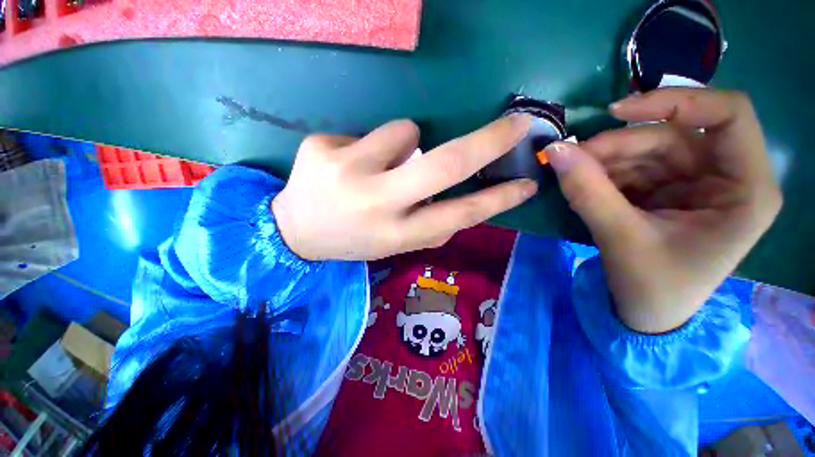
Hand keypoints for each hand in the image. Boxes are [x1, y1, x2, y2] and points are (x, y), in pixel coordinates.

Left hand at [272, 116, 536, 260]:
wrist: (296, 231)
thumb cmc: (352, 239)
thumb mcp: (393, 244)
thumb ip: (429, 227)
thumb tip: (463, 207)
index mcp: (395, 234)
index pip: (459, 214)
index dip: (497, 200)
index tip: (527, 183)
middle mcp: (375, 203)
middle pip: (445, 164)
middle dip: (487, 141)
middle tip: (515, 124)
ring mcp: (345, 171)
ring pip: (405, 132)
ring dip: (405, 145)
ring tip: (377, 169)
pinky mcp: (322, 148)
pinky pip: (368, 133)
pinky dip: (369, 147)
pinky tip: (347, 166)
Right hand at [546, 89, 781, 333]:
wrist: (647, 312)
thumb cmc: (652, 286)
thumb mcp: (621, 238)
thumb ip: (587, 191)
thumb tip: (555, 150)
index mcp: (746, 190)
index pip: (728, 115)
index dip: (676, 102)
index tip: (618, 111)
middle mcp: (728, 177)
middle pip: (673, 135)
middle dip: (619, 144)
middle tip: (572, 157)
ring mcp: (697, 182)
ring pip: (648, 148)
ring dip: (607, 158)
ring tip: (574, 174)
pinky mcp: (670, 189)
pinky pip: (634, 166)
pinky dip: (606, 171)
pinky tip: (586, 183)